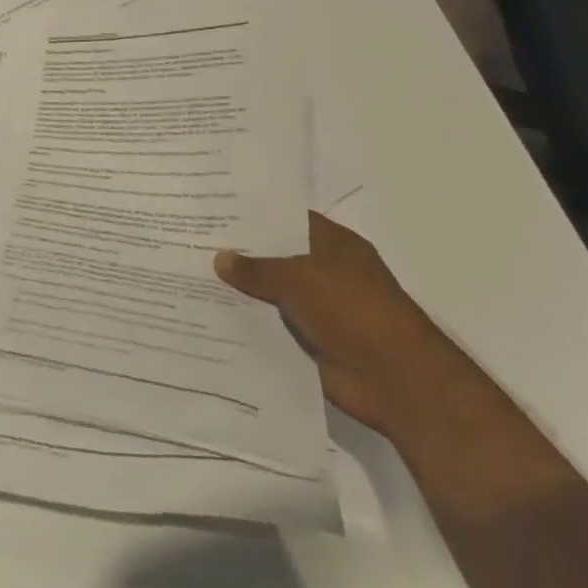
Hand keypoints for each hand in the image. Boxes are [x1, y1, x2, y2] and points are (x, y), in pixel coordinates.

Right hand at [215, 212, 471, 434]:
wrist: (396, 380)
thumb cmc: (354, 311)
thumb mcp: (300, 278)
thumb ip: (257, 268)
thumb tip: (220, 258)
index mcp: (333, 244)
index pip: (286, 218)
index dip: (252, 213)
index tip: (213, 207)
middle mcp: (325, 271)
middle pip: (275, 255)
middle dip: (239, 252)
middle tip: (191, 239)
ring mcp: (318, 307)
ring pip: (270, 292)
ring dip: (240, 290)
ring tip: (191, 275)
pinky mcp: (310, 340)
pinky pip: (272, 325)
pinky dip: (248, 322)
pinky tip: (210, 314)